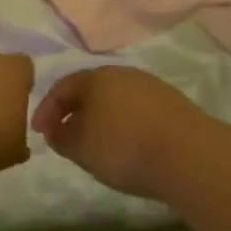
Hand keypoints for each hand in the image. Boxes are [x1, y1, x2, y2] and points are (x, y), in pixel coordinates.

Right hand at [32, 67, 215, 199]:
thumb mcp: (81, 148)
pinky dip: (125, 125)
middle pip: (91, 90)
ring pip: (116, 100)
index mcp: (96, 77)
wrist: (191, 156)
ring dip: (101, 119)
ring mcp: (152, 87)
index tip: (39, 133)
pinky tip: (127, 146)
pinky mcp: (174, 105)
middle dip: (75, 112)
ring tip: (96, 144)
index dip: (47, 110)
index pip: (62, 87)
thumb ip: (61, 137)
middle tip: (66, 135)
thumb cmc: (125, 148)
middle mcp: (124, 74)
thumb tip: (56, 130)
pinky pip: (137, 111)